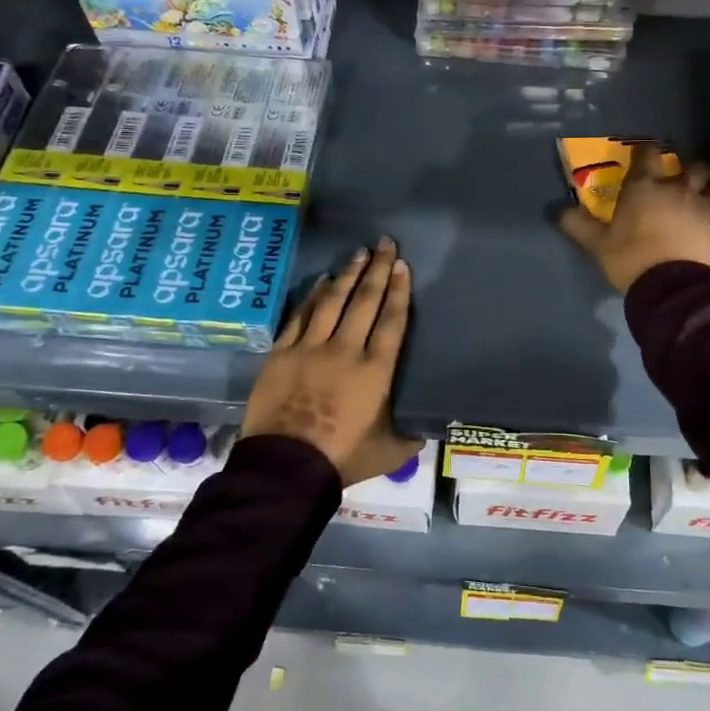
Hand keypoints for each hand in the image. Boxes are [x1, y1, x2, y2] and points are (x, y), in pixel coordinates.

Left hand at [243, 237, 423, 485]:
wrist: (286, 466)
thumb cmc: (342, 458)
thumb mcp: (389, 452)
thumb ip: (410, 435)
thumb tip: (427, 426)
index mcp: (375, 370)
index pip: (391, 321)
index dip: (399, 291)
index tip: (402, 266)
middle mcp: (345, 349)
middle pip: (364, 301)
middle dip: (377, 270)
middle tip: (385, 244)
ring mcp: (310, 348)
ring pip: (332, 302)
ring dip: (347, 275)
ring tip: (358, 253)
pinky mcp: (282, 353)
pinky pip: (300, 316)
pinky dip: (313, 296)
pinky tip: (322, 281)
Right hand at [559, 143, 709, 293]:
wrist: (672, 287)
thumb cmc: (631, 259)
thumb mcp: (598, 245)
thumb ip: (579, 225)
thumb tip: (557, 211)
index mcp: (644, 187)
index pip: (647, 154)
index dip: (646, 150)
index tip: (643, 152)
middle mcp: (677, 188)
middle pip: (692, 164)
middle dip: (689, 165)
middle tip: (684, 173)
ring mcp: (703, 205)